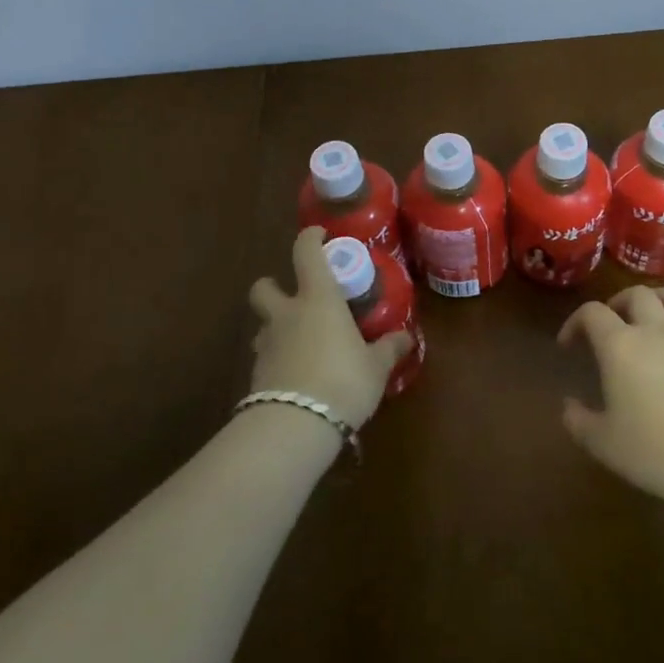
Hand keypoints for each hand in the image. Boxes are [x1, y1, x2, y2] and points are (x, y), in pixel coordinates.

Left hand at [247, 228, 410, 426]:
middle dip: (273, 286)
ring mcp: (267, 344)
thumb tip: (406, 337)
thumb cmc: (342, 381)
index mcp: (318, 299)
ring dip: (276, 327)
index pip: (306, 253)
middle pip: (265, 287)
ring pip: (263, 324)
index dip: (310, 238)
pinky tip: (298, 375)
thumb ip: (389, 348)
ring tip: (301, 341)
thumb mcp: (376, 366)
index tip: (320, 235)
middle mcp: (287, 314)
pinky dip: (279, 359)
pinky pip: (267, 356)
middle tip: (295, 296)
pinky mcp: (257, 375)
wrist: (294, 427)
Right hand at [558, 286, 663, 504]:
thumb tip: (569, 405)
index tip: (568, 345)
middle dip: (619, 302)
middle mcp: (656, 331)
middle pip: (637, 294)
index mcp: (620, 345)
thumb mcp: (604, 444)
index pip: (592, 313)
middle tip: (612, 323)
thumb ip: (579, 422)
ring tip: (651, 317)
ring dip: (660, 299)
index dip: (575, 322)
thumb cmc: (657, 448)